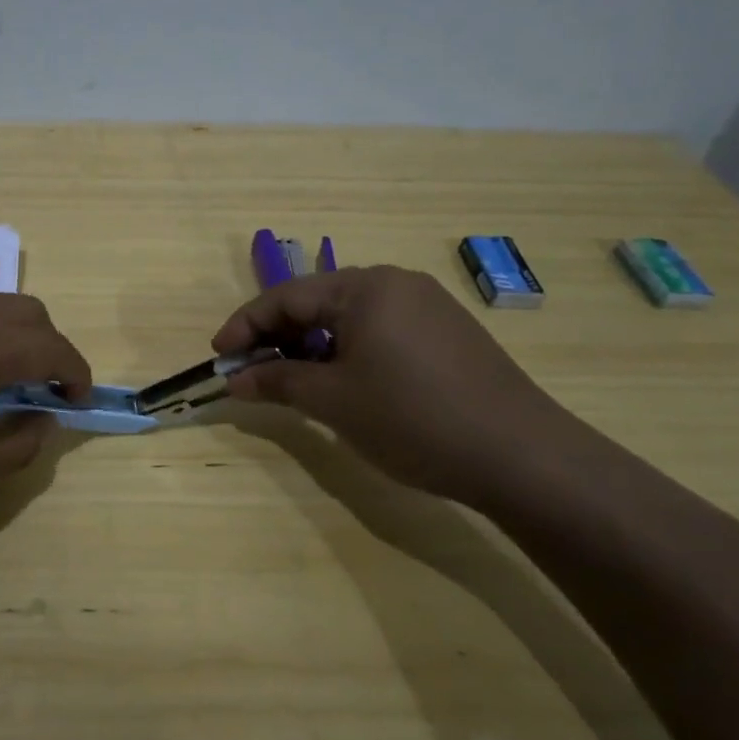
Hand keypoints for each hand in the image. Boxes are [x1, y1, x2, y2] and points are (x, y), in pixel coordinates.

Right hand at [211, 265, 575, 505]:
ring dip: (311, 345)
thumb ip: (277, 381)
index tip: (218, 357)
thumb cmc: (412, 418)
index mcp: (364, 287)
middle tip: (250, 372)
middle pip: (317, 302)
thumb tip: (235, 380)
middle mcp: (395, 284)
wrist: (520, 455)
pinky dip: (347, 351)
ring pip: (348, 317)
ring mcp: (427, 306)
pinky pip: (379, 331)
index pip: (286, 297)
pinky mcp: (447, 333)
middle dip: (278, 336)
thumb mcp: (332, 401)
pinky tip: (342, 383)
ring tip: (291, 381)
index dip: (244, 326)